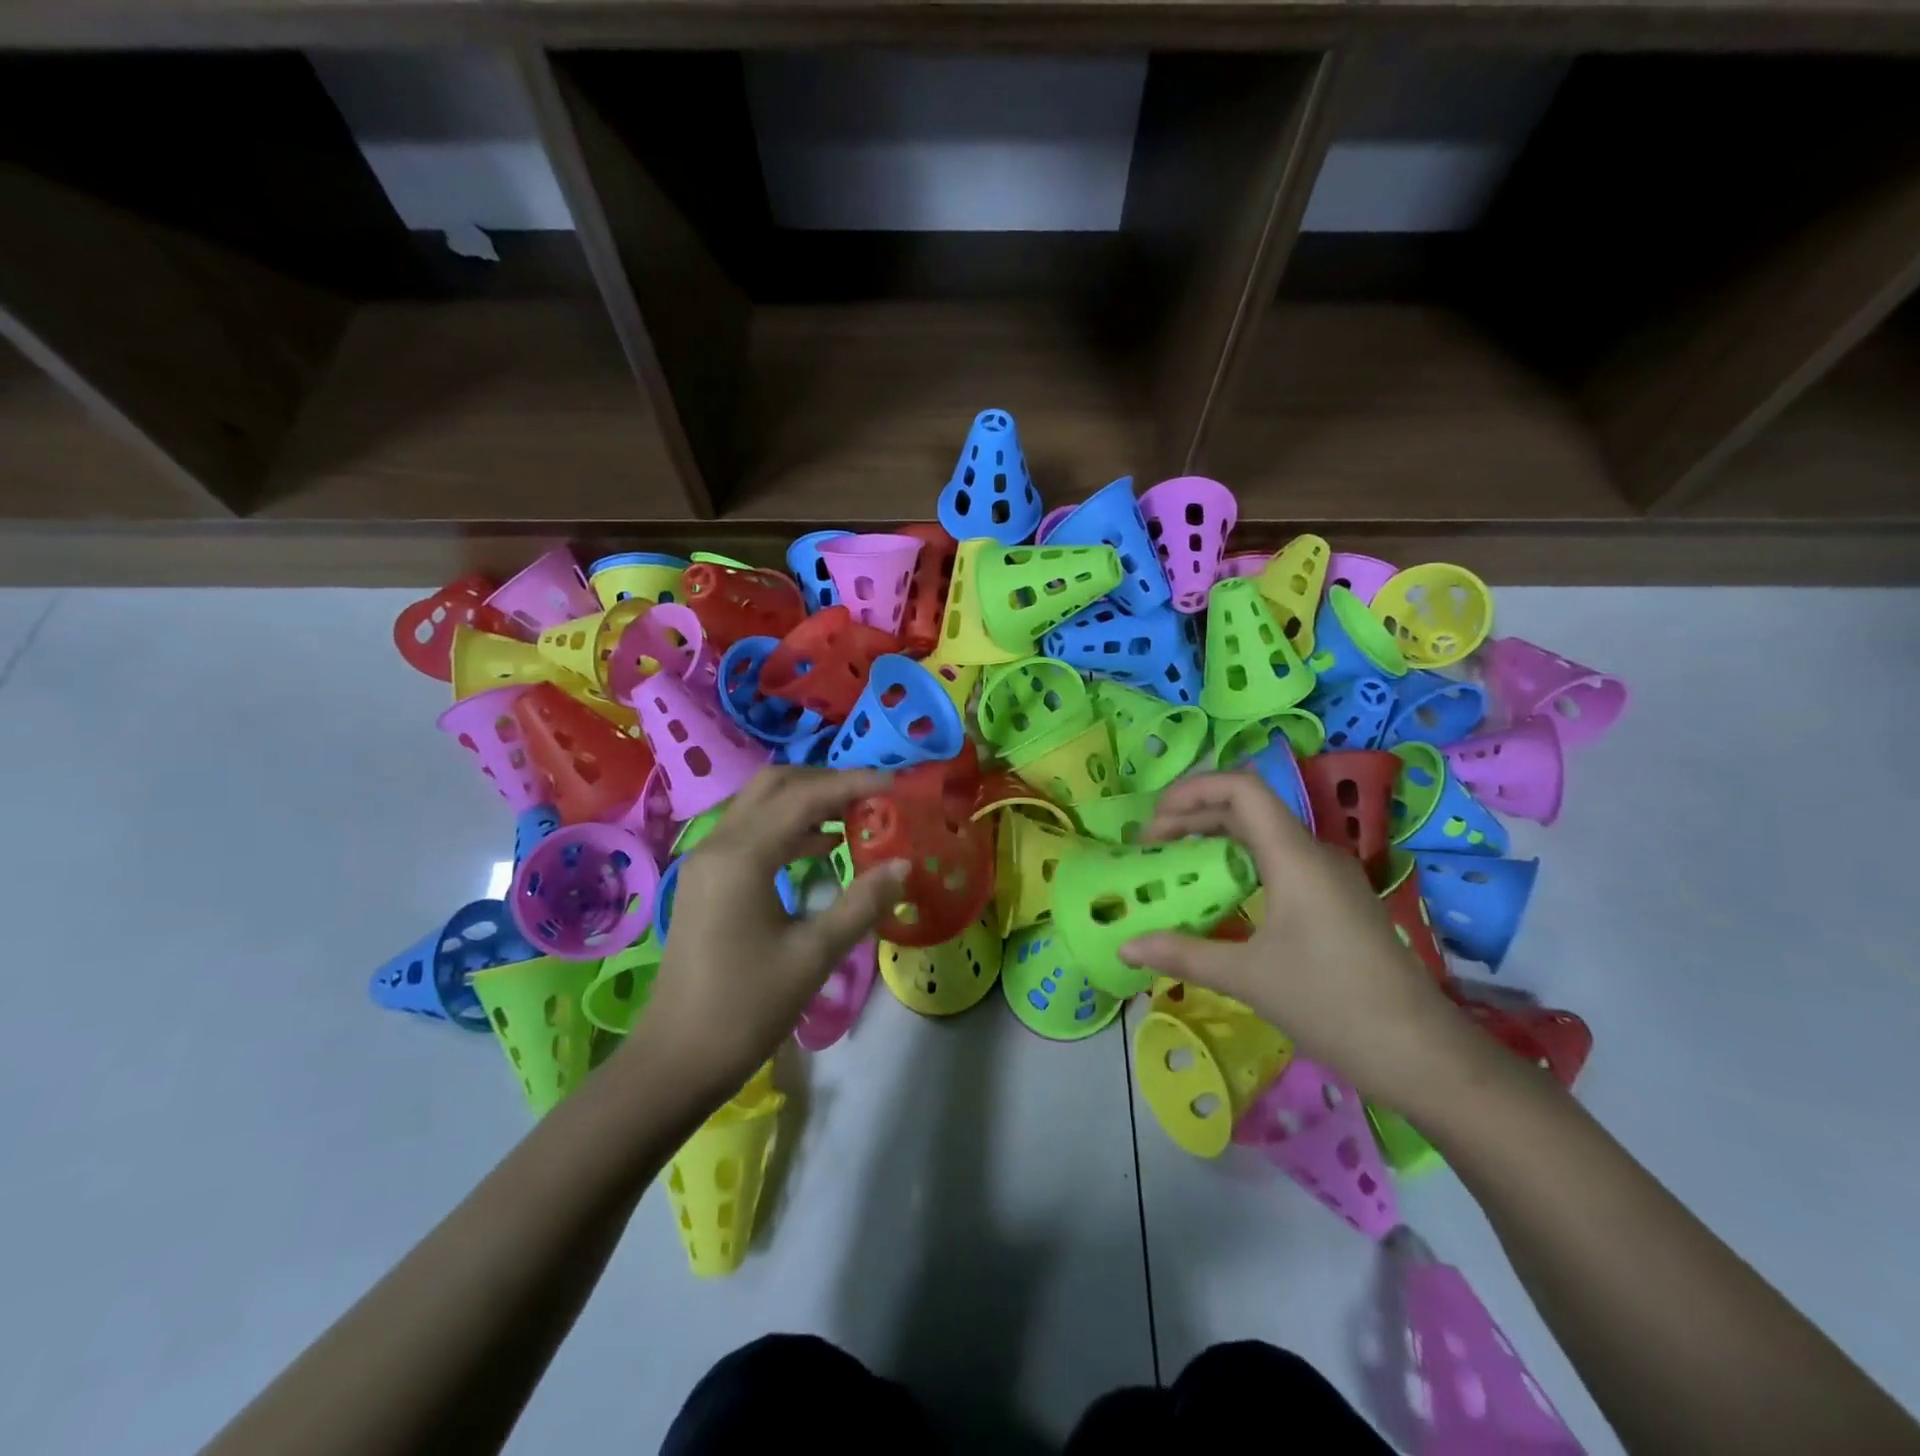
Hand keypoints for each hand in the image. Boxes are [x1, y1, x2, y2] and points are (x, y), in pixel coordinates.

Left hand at [637, 767, 907, 1098]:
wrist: (676, 1061)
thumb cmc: (746, 1008)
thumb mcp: (814, 955)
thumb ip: (862, 903)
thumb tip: (904, 865)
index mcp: (742, 856)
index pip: (805, 797)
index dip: (854, 785)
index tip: (897, 785)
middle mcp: (719, 844)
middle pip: (776, 785)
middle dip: (827, 783)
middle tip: (874, 798)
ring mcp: (708, 861)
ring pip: (760, 804)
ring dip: (807, 801)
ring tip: (857, 817)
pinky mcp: (707, 880)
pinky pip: (751, 831)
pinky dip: (788, 826)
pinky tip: (822, 846)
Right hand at [1118, 772, 1477, 1111]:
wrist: (1422, 1054)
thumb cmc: (1331, 1004)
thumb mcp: (1247, 978)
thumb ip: (1182, 954)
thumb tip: (1124, 947)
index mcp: (1295, 857)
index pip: (1241, 788)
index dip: (1191, 791)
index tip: (1152, 823)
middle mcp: (1314, 854)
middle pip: (1247, 808)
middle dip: (1193, 817)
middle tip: (1151, 848)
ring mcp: (1329, 877)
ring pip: (1263, 835)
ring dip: (1215, 839)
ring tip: (1176, 866)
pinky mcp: (1336, 901)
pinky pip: (1278, 862)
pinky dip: (1239, 865)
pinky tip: (1220, 897)